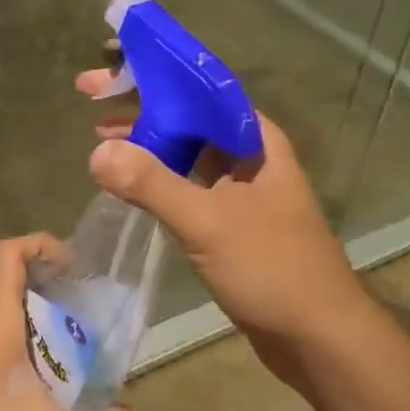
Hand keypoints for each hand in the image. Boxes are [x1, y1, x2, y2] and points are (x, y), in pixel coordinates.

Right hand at [77, 70, 366, 362]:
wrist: (320, 340)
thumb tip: (98, 153)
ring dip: (145, 139)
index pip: (196, 88)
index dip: (149, 73)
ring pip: (185, 149)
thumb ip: (152, 185)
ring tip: (98, 132)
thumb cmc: (272, 269)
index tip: (106, 70)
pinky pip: (187, 182)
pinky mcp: (231, 219)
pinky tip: (128, 179)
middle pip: (187, 114)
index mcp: (254, 138)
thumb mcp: (208, 222)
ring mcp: (241, 188)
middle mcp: (249, 153)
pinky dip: (156, 175)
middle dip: (139, 103)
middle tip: (89, 94)